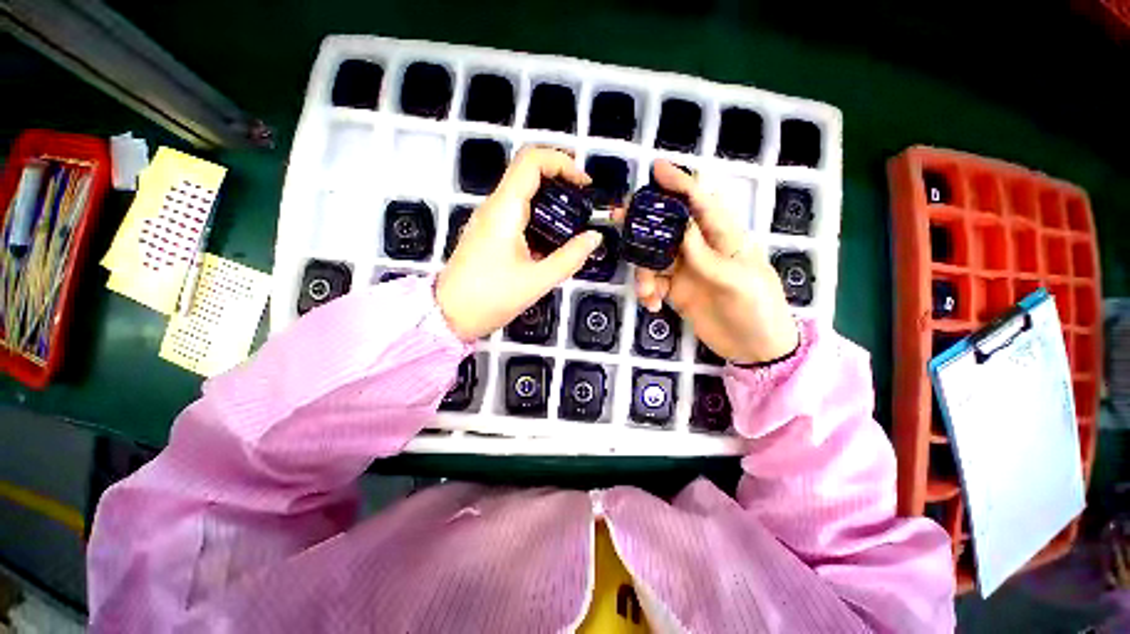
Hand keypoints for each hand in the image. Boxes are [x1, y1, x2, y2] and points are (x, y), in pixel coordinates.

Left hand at [437, 148, 602, 341]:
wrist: (449, 315)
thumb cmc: (491, 298)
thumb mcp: (537, 281)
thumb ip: (570, 258)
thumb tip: (594, 238)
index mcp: (504, 210)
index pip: (531, 161)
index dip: (562, 161)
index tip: (584, 184)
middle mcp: (494, 207)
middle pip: (528, 174)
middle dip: (561, 183)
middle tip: (583, 207)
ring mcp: (488, 220)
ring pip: (523, 195)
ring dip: (550, 204)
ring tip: (573, 227)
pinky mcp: (488, 233)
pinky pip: (516, 215)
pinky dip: (538, 220)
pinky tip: (551, 243)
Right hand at [619, 161, 798, 363]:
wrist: (755, 348)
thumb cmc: (759, 310)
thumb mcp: (738, 282)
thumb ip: (707, 256)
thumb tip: (681, 227)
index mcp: (724, 238)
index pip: (701, 203)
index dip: (679, 184)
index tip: (656, 170)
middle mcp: (701, 249)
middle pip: (668, 227)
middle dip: (645, 223)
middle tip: (620, 219)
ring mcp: (686, 271)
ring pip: (654, 258)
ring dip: (643, 272)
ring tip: (647, 292)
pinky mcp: (676, 291)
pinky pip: (653, 283)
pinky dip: (647, 292)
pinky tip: (652, 305)